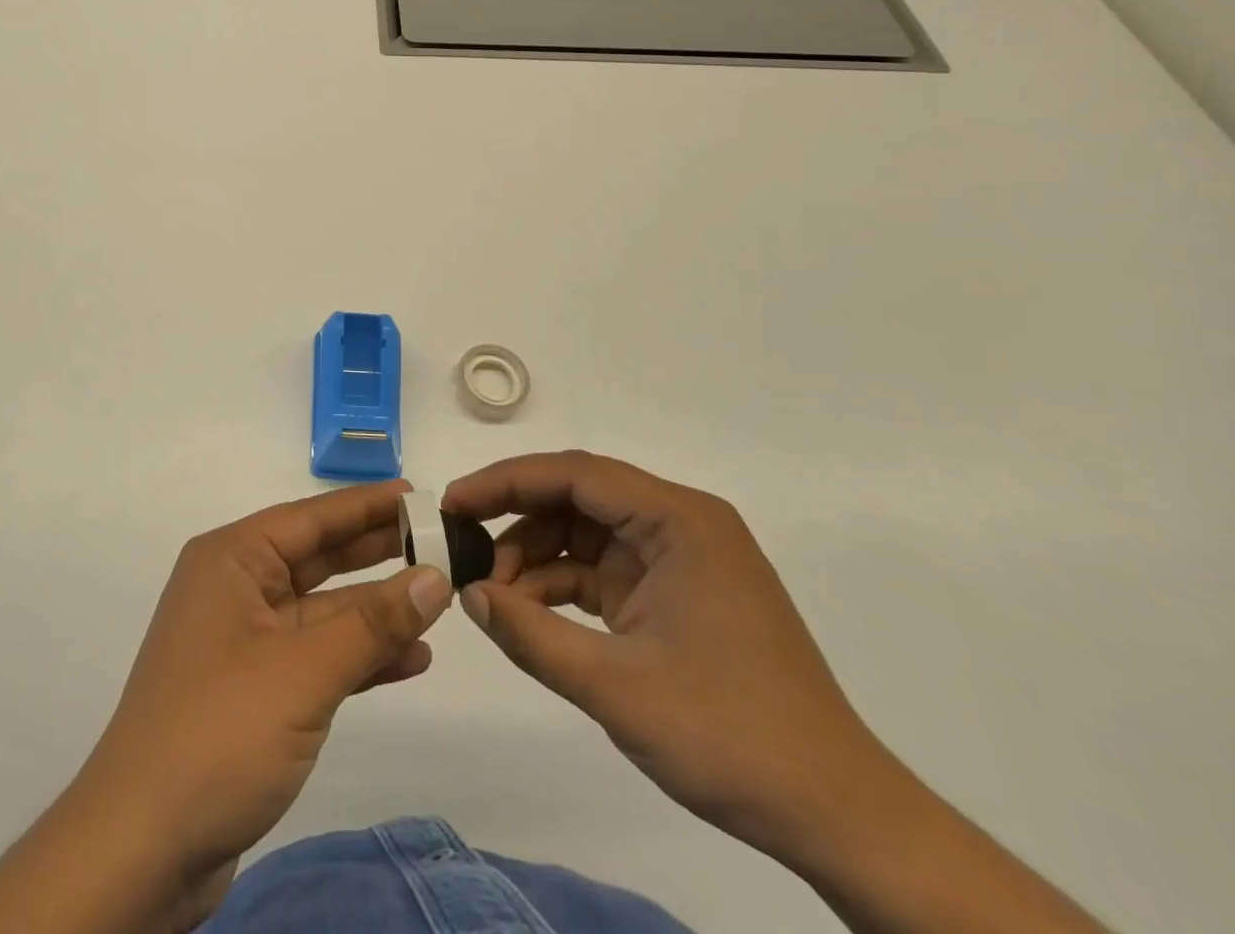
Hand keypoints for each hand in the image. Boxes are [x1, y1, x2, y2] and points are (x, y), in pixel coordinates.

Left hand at [80, 480, 452, 892]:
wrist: (143, 848)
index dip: (366, 505)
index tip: (419, 496)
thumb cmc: (220, 731)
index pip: (310, 517)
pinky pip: (316, 656)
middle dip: (376, 552)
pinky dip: (359, 656)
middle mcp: (236, 588)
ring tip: (438, 599)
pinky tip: (411, 658)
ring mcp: (244, 641)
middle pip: (317, 558)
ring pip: (322, 610)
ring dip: (376, 610)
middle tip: (438, 541)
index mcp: (232, 560)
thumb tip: (435, 577)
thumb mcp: (303, 671)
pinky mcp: (255, 690)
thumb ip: (372, 623)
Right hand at [443, 452, 898, 863]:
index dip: (506, 481)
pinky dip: (560, 587)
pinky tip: (526, 614)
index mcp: (679, 521)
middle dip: (516, 519)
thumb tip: (467, 594)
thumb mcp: (616, 687)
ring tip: (492, 594)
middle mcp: (680, 525)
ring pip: (584, 533)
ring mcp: (679, 560)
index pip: (576, 474)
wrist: (839, 818)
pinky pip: (601, 570)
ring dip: (534, 558)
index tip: (453, 503)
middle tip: (462, 544)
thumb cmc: (731, 737)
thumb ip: (531, 635)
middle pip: (578, 497)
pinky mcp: (674, 595)